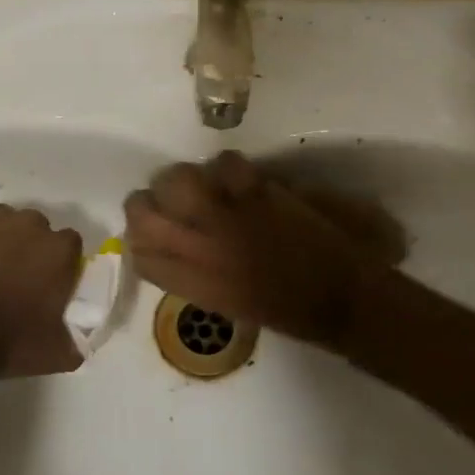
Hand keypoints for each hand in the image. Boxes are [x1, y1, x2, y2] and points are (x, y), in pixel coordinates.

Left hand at [0, 205, 84, 377]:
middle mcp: (29, 224)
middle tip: (13, 279)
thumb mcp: (56, 354)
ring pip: (0, 222)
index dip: (59, 262)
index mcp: (59, 250)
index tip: (48, 284)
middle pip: (35, 228)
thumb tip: (80, 343)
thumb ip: (76, 342)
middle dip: (28, 247)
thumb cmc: (6, 341)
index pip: (70, 245)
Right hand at [124, 152, 399, 351]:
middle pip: (141, 209)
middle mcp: (195, 248)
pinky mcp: (254, 195)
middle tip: (174, 200)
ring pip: (177, 179)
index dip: (139, 235)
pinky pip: (225, 164)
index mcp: (188, 282)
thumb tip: (180, 240)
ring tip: (208, 184)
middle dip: (152, 199)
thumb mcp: (225, 301)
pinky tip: (243, 180)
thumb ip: (193, 272)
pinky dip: (232, 168)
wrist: (338, 299)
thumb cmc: (285, 310)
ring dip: (189, 178)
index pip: (136, 252)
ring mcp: (223, 218)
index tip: (153, 229)